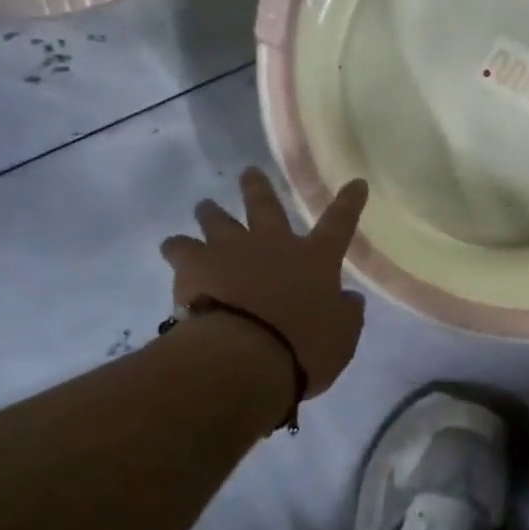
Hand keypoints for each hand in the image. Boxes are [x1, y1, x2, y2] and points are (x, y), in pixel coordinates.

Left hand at [161, 168, 369, 397]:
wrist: (243, 357)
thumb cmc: (303, 350)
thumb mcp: (341, 338)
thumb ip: (346, 314)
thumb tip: (350, 299)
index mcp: (315, 259)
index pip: (340, 223)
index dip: (349, 202)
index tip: (356, 182)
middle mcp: (273, 244)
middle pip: (266, 206)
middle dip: (259, 188)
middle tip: (249, 172)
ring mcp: (231, 250)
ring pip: (218, 220)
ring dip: (212, 212)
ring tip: (204, 206)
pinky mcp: (194, 265)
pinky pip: (179, 248)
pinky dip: (176, 248)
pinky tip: (172, 248)